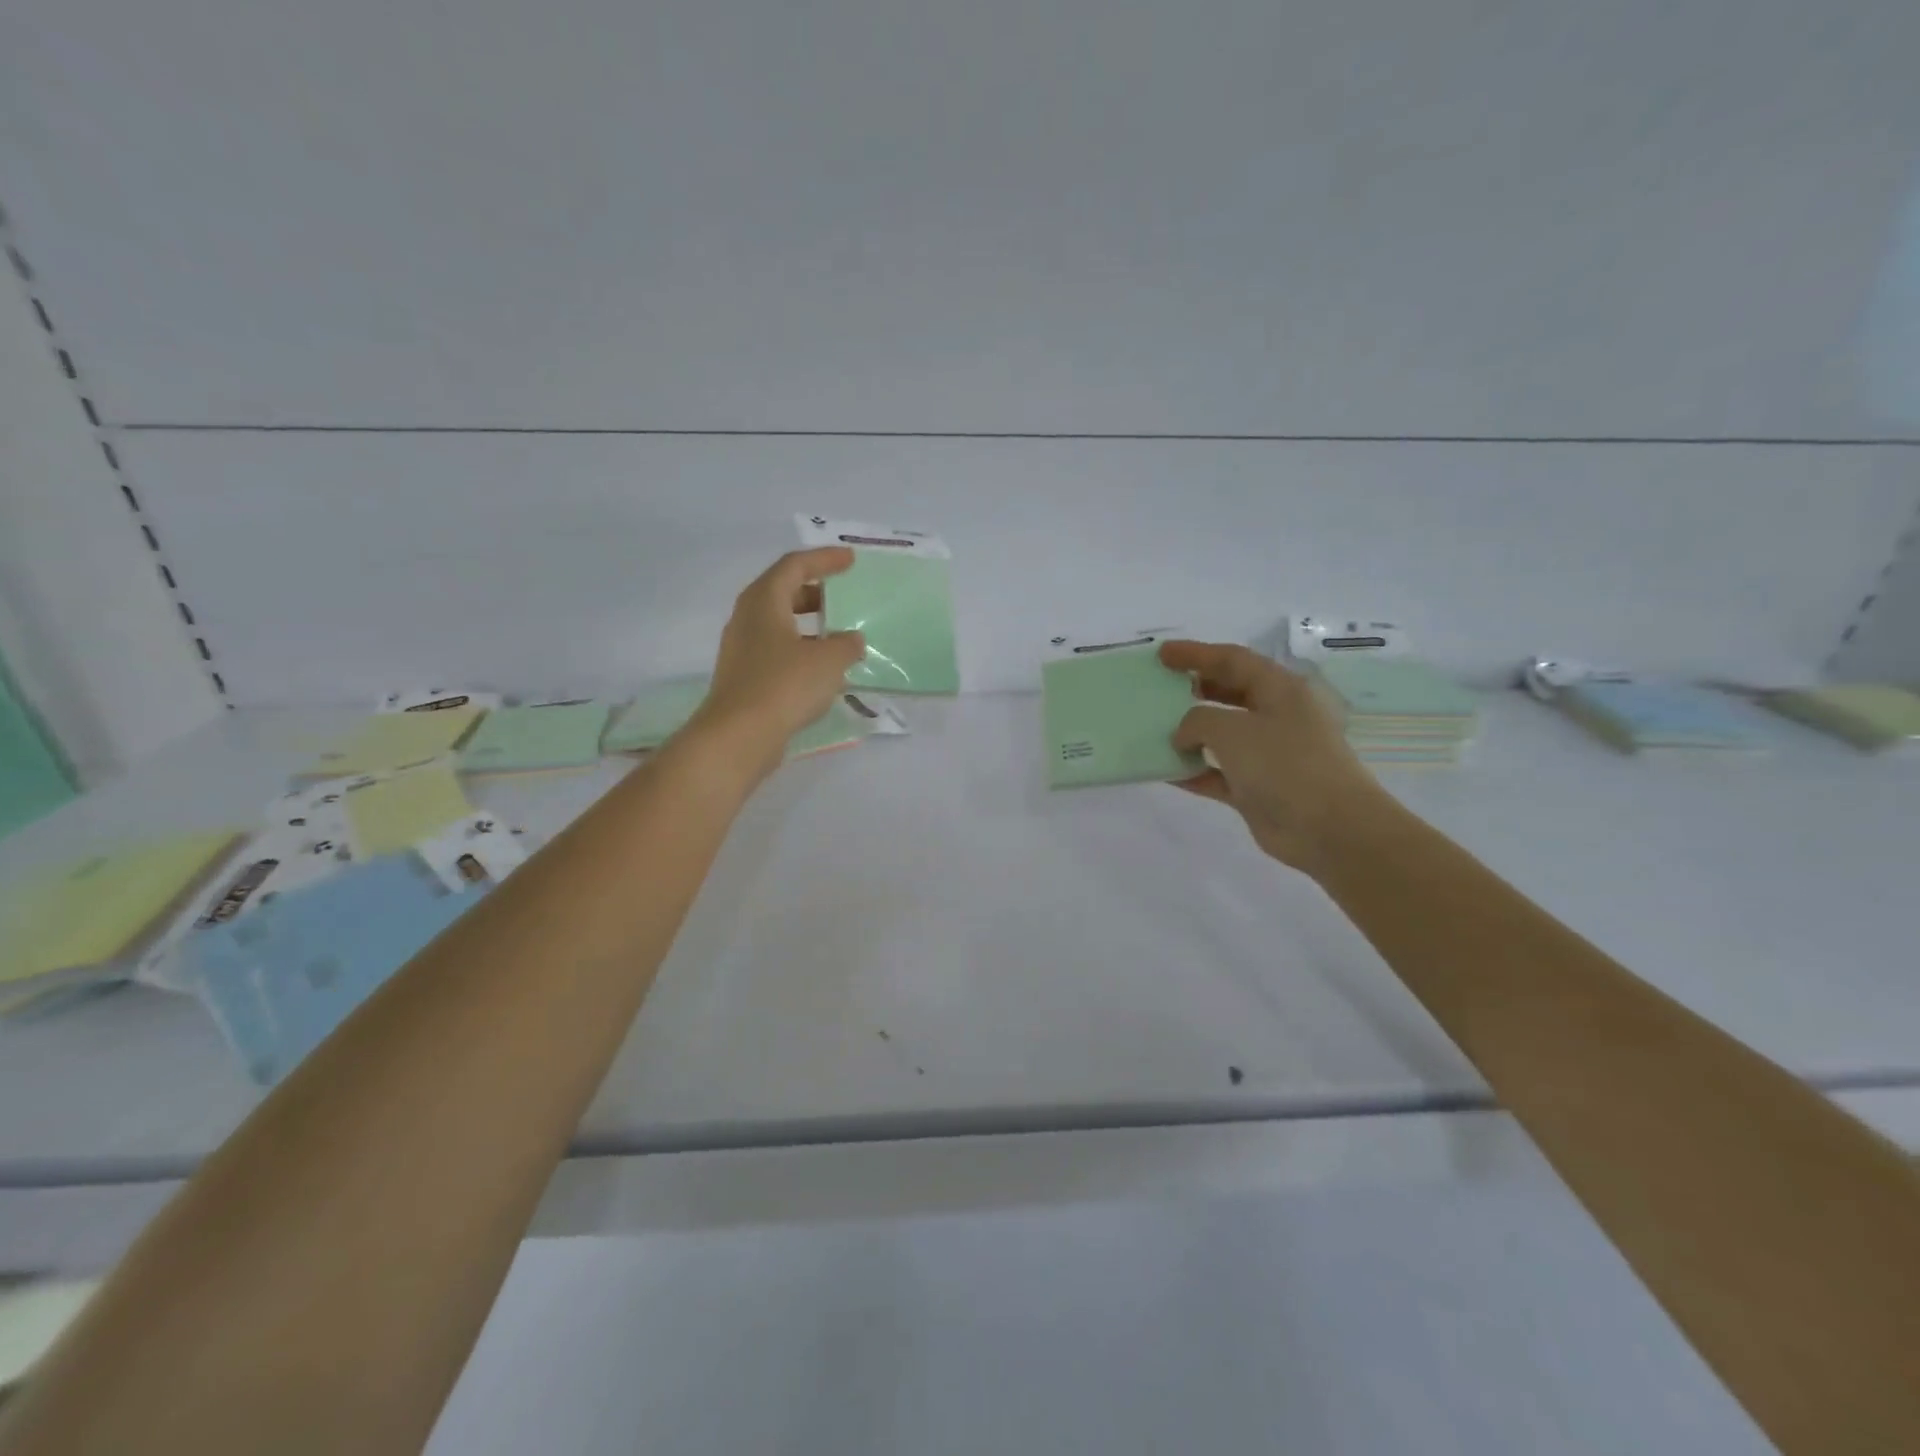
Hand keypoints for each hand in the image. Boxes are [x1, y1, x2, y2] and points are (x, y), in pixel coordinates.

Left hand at [686, 548, 865, 775]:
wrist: (739, 736)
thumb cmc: (784, 686)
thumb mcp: (829, 660)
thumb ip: (846, 644)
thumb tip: (851, 640)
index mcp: (764, 600)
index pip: (795, 565)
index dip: (824, 560)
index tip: (850, 560)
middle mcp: (748, 618)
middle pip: (783, 592)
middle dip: (815, 591)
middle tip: (843, 596)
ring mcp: (742, 649)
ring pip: (780, 624)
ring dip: (809, 625)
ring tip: (839, 636)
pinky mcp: (745, 676)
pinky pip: (777, 651)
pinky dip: (801, 650)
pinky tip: (823, 669)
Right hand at [1160, 640, 1391, 874]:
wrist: (1328, 828)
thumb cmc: (1284, 765)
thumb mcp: (1232, 730)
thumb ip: (1197, 720)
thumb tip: (1183, 734)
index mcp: (1280, 690)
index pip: (1233, 660)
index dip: (1196, 653)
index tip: (1161, 654)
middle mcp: (1277, 716)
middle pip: (1229, 692)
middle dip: (1193, 689)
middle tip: (1158, 688)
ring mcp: (1268, 754)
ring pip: (1221, 735)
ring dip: (1189, 732)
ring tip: (1154, 728)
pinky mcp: (1258, 788)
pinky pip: (1217, 772)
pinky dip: (1193, 770)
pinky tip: (1165, 771)